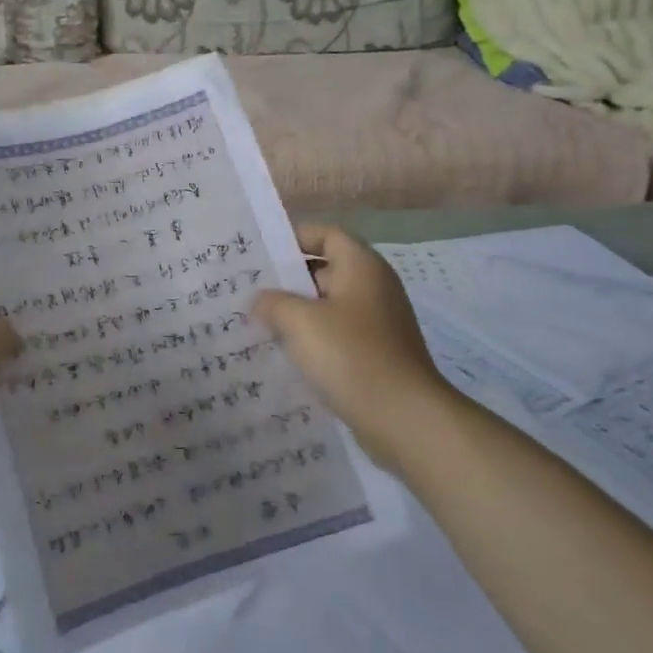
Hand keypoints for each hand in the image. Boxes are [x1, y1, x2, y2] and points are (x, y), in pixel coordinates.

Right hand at [254, 225, 453, 473]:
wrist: (403, 417)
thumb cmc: (351, 356)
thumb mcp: (300, 322)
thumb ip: (273, 302)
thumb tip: (261, 300)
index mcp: (362, 267)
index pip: (328, 235)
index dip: (295, 238)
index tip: (262, 255)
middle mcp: (374, 288)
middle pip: (326, 270)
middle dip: (288, 280)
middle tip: (249, 292)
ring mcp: (378, 323)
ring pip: (329, 307)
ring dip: (297, 314)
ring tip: (259, 324)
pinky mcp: (376, 355)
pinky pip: (338, 336)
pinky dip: (313, 340)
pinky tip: (285, 356)